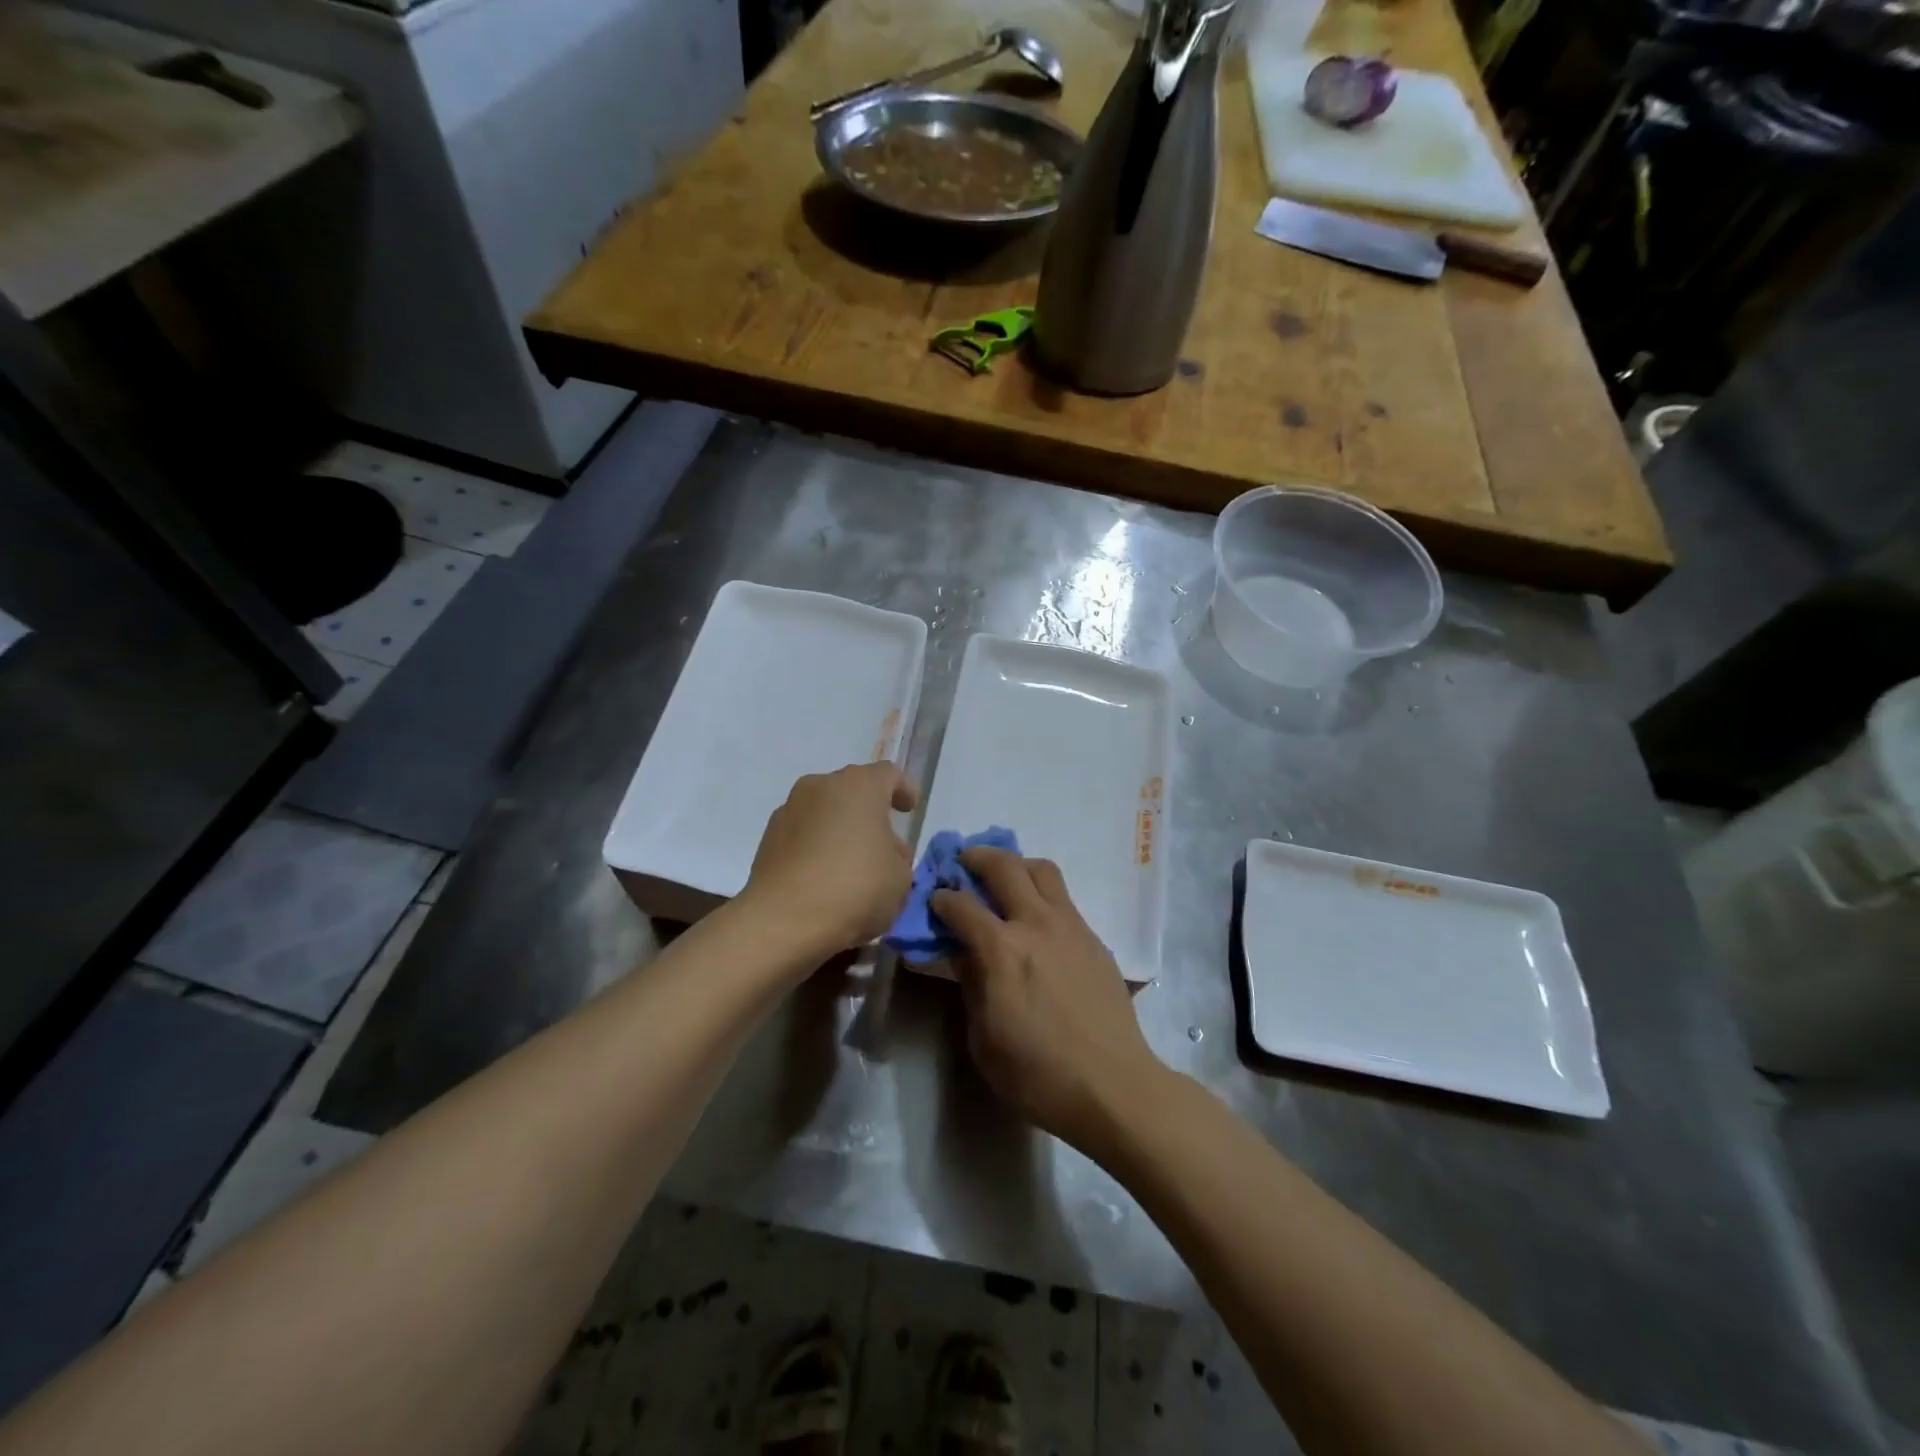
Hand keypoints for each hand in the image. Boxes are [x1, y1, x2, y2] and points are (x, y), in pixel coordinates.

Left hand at [743, 762, 918, 957]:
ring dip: (838, 829)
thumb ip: (898, 856)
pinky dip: (815, 847)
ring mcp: (789, 809)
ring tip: (850, 865)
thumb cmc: (854, 888)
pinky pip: (802, 834)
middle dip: (868, 813)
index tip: (909, 809)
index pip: (888, 774)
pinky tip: (823, 878)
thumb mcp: (901, 878)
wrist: (783, 920)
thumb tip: (883, 851)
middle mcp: (820, 786)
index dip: (902, 789)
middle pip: (852, 790)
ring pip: (824, 811)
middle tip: (882, 845)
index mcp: (859, 785)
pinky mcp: (767, 838)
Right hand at [931, 847, 1164, 1152]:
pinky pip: (1063, 898)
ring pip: (1041, 870)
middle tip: (963, 863)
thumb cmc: (1038, 1074)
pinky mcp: (1093, 938)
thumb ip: (970, 985)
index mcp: (1001, 950)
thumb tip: (962, 953)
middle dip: (976, 858)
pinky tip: (1035, 919)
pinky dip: (1041, 893)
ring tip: (1003, 878)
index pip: (961, 905)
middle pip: (1004, 866)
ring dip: (1015, 865)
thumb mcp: (983, 1039)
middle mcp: (1035, 924)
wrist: (1113, 1085)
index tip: (933, 899)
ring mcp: (1070, 926)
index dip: (941, 898)